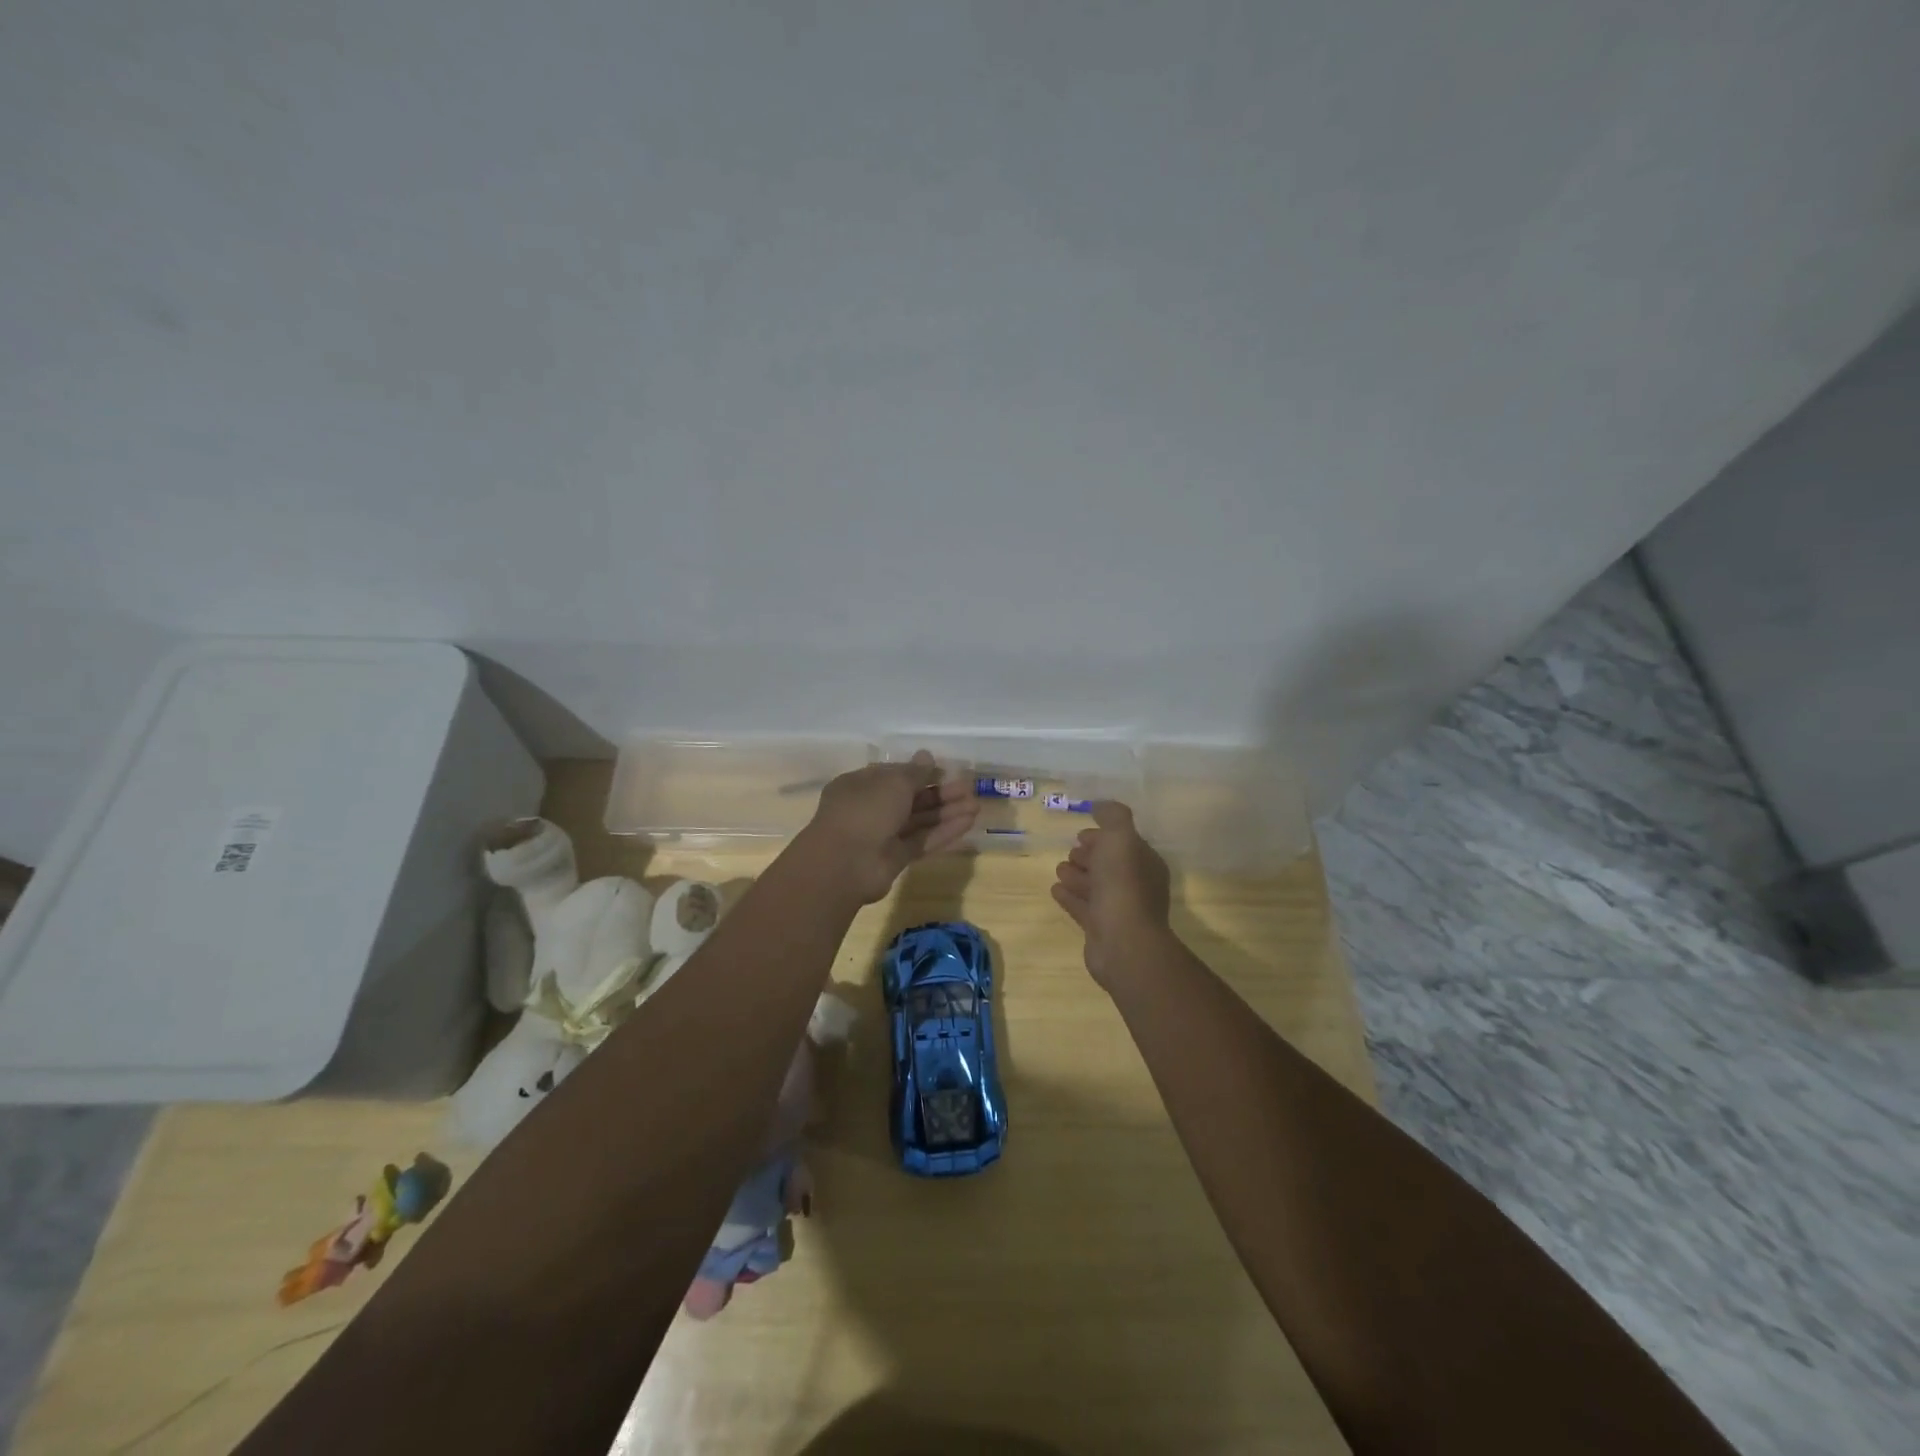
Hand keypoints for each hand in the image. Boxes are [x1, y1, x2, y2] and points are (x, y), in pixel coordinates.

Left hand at [802, 753, 978, 903]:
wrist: (845, 863)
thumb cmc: (865, 810)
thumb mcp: (892, 782)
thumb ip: (915, 772)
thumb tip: (927, 756)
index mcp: (861, 784)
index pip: (894, 775)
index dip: (920, 772)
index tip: (945, 770)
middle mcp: (871, 808)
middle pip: (911, 798)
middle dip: (940, 793)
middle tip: (969, 788)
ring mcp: (883, 835)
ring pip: (919, 820)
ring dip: (947, 812)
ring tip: (976, 805)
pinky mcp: (896, 858)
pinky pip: (923, 841)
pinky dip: (944, 832)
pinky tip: (968, 823)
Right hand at [1051, 801, 1172, 985]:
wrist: (1123, 941)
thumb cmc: (1123, 884)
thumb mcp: (1120, 838)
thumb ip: (1113, 816)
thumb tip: (1101, 804)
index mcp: (1144, 863)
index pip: (1123, 844)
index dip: (1103, 836)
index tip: (1082, 833)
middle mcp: (1135, 885)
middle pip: (1108, 865)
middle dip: (1090, 855)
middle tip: (1071, 851)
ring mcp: (1118, 909)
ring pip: (1094, 887)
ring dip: (1077, 875)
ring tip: (1060, 868)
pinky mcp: (1100, 930)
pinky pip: (1082, 908)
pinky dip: (1070, 897)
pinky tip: (1055, 889)